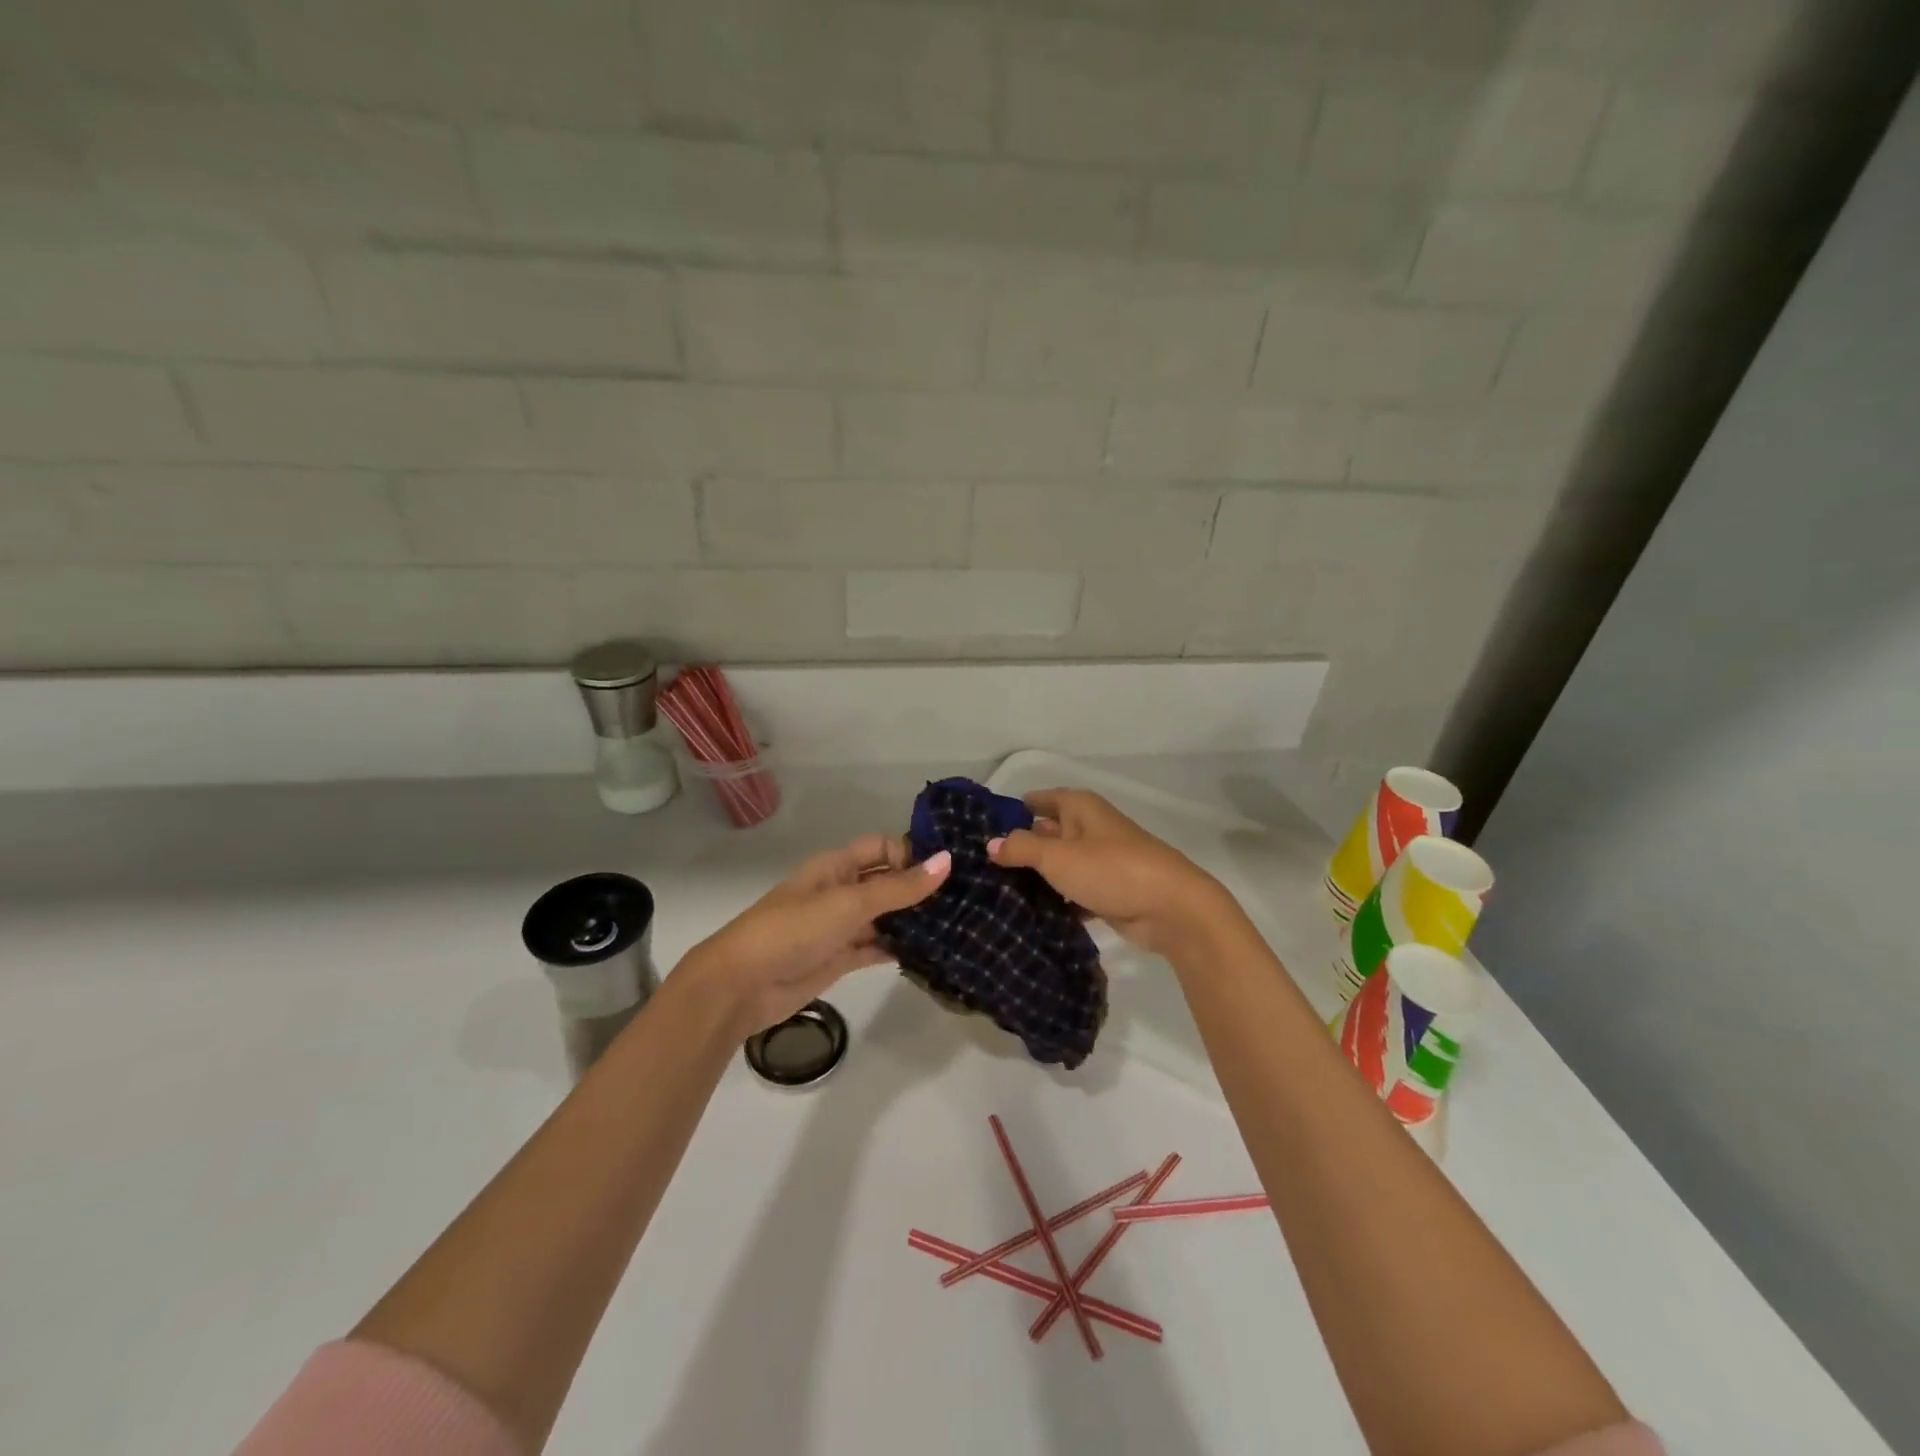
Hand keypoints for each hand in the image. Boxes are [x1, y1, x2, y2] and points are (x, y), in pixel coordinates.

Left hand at [676, 834, 950, 1035]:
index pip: (883, 848)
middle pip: (887, 882)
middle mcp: (841, 890)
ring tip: (959, 924)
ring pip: (885, 917)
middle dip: (920, 887)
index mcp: (837, 866)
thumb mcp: (849, 903)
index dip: (913, 853)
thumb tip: (947, 860)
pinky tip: (932, 953)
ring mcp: (841, 926)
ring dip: (914, 920)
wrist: (741, 985)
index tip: (952, 868)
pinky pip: (877, 947)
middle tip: (967, 897)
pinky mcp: (841, 959)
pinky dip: (900, 949)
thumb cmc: (793, 930)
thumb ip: (899, 887)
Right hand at [987, 788, 1230, 956]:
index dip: (1011, 811)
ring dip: (1036, 878)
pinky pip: (1072, 892)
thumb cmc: (1110, 869)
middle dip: (1018, 847)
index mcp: (1079, 808)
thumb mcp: (1057, 856)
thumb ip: (1021, 848)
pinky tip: (1028, 915)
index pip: (1038, 800)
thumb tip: (990, 843)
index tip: (979, 828)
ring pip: (1059, 865)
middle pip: (1046, 833)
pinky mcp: (1107, 892)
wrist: (1171, 908)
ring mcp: (1100, 861)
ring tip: (994, 893)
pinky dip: (1056, 901)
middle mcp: (1089, 828)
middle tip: (979, 866)